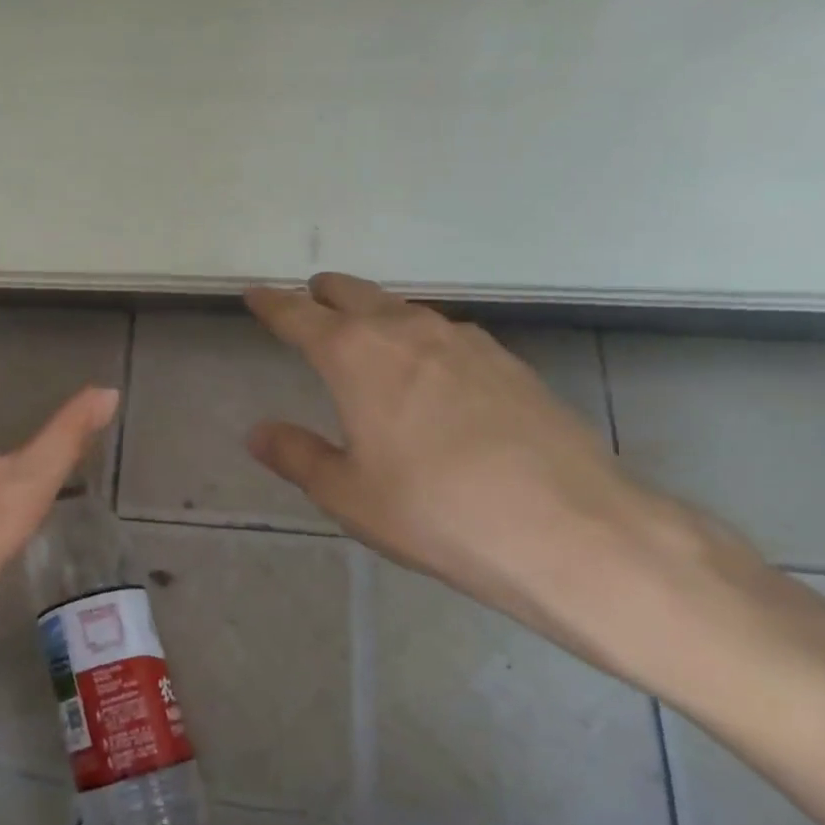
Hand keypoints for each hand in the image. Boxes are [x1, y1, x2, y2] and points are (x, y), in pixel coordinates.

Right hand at [244, 274, 670, 658]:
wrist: (570, 530)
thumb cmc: (435, 512)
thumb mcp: (348, 494)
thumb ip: (297, 455)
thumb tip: (258, 433)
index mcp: (357, 356)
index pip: (299, 316)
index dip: (272, 305)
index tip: (254, 296)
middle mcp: (409, 332)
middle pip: (356, 295)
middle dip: (325, 294)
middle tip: (309, 299)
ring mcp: (466, 342)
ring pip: (405, 310)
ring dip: (375, 312)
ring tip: (364, 328)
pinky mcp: (509, 362)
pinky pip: (445, 334)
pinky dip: (419, 336)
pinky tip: (429, 366)